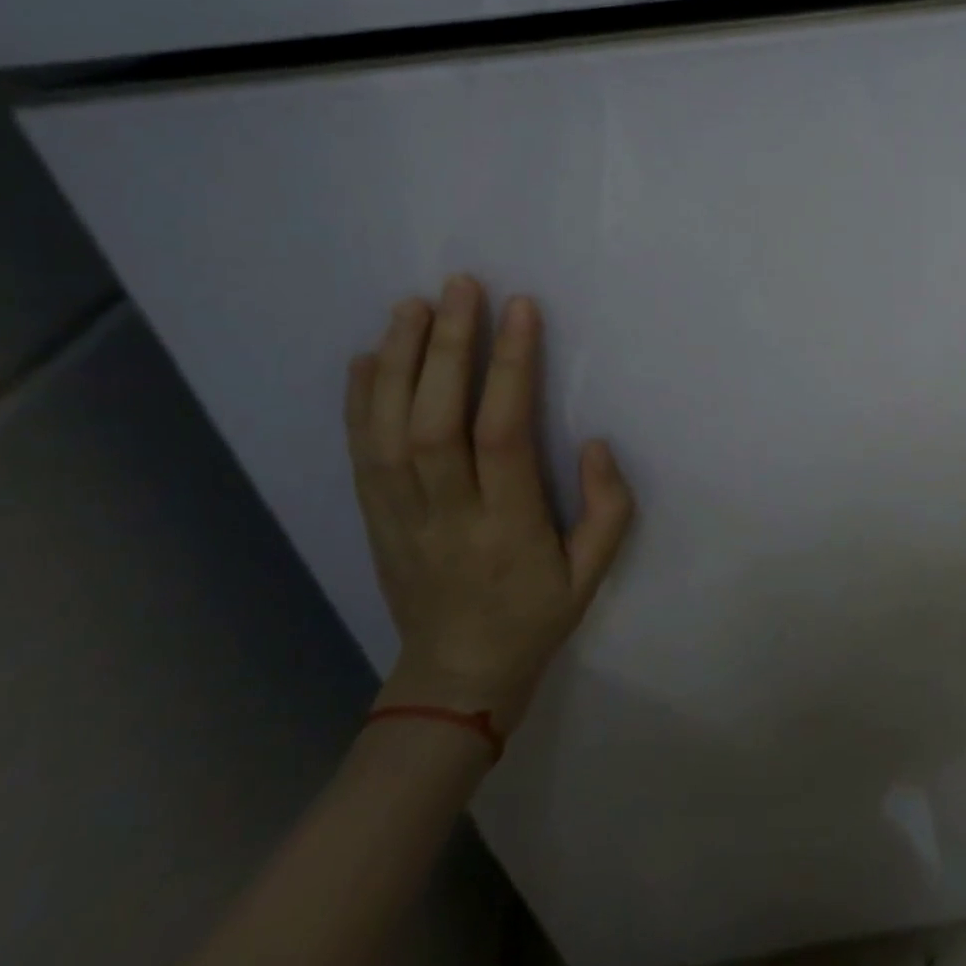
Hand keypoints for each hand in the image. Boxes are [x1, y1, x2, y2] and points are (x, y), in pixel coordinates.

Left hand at [345, 277, 634, 727]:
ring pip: (387, 432)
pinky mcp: (374, 520)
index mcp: (507, 527)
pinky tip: (364, 358)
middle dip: (446, 348)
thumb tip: (595, 442)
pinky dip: (357, 402)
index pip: (502, 434)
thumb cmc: (536, 616)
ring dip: (396, 363)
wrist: (455, 678)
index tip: (520, 309)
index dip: (510, 367)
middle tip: (458, 287)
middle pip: (433, 423)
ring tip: (410, 305)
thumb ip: (608, 507)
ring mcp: (399, 517)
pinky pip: (359, 456)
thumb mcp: (594, 574)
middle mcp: (446, 515)